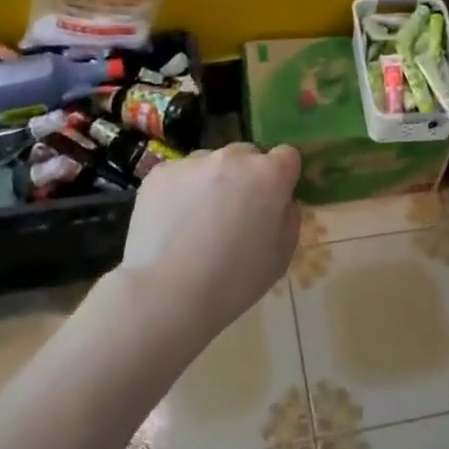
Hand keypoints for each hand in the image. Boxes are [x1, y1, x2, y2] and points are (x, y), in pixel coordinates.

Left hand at [116, 142, 301, 334]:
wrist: (168, 293)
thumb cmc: (234, 280)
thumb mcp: (281, 257)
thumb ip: (289, 219)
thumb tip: (283, 202)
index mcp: (269, 174)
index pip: (287, 156)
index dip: (282, 177)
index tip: (273, 200)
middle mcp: (233, 158)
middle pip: (247, 156)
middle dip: (246, 177)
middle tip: (234, 213)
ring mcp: (193, 162)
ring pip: (210, 163)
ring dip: (212, 181)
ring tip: (197, 221)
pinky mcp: (160, 172)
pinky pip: (179, 175)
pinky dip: (179, 191)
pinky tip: (171, 223)